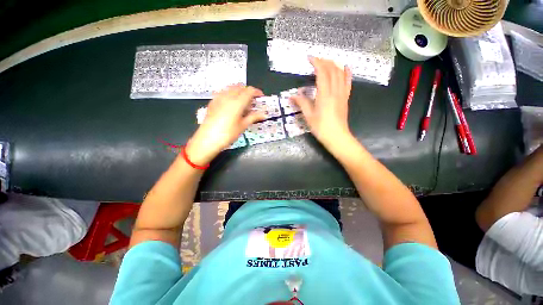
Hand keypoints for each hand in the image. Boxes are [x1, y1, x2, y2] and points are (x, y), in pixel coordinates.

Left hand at [186, 85, 264, 164]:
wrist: (207, 139)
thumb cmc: (228, 134)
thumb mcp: (243, 126)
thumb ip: (253, 117)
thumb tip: (264, 114)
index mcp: (237, 102)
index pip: (250, 91)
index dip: (257, 92)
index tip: (261, 97)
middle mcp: (228, 96)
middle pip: (240, 87)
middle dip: (248, 91)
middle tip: (253, 101)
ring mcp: (219, 97)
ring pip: (231, 88)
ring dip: (239, 91)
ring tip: (243, 102)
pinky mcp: (213, 101)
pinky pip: (224, 92)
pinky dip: (230, 94)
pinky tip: (231, 103)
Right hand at [290, 57, 352, 148]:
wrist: (337, 137)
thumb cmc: (321, 127)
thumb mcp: (309, 116)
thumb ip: (302, 103)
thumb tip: (292, 96)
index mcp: (324, 94)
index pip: (322, 73)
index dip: (316, 63)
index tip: (309, 58)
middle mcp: (335, 91)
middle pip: (332, 70)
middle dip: (324, 62)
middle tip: (315, 60)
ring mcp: (342, 94)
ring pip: (340, 74)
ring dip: (333, 65)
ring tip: (326, 62)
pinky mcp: (345, 98)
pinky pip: (348, 82)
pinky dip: (347, 73)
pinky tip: (345, 67)